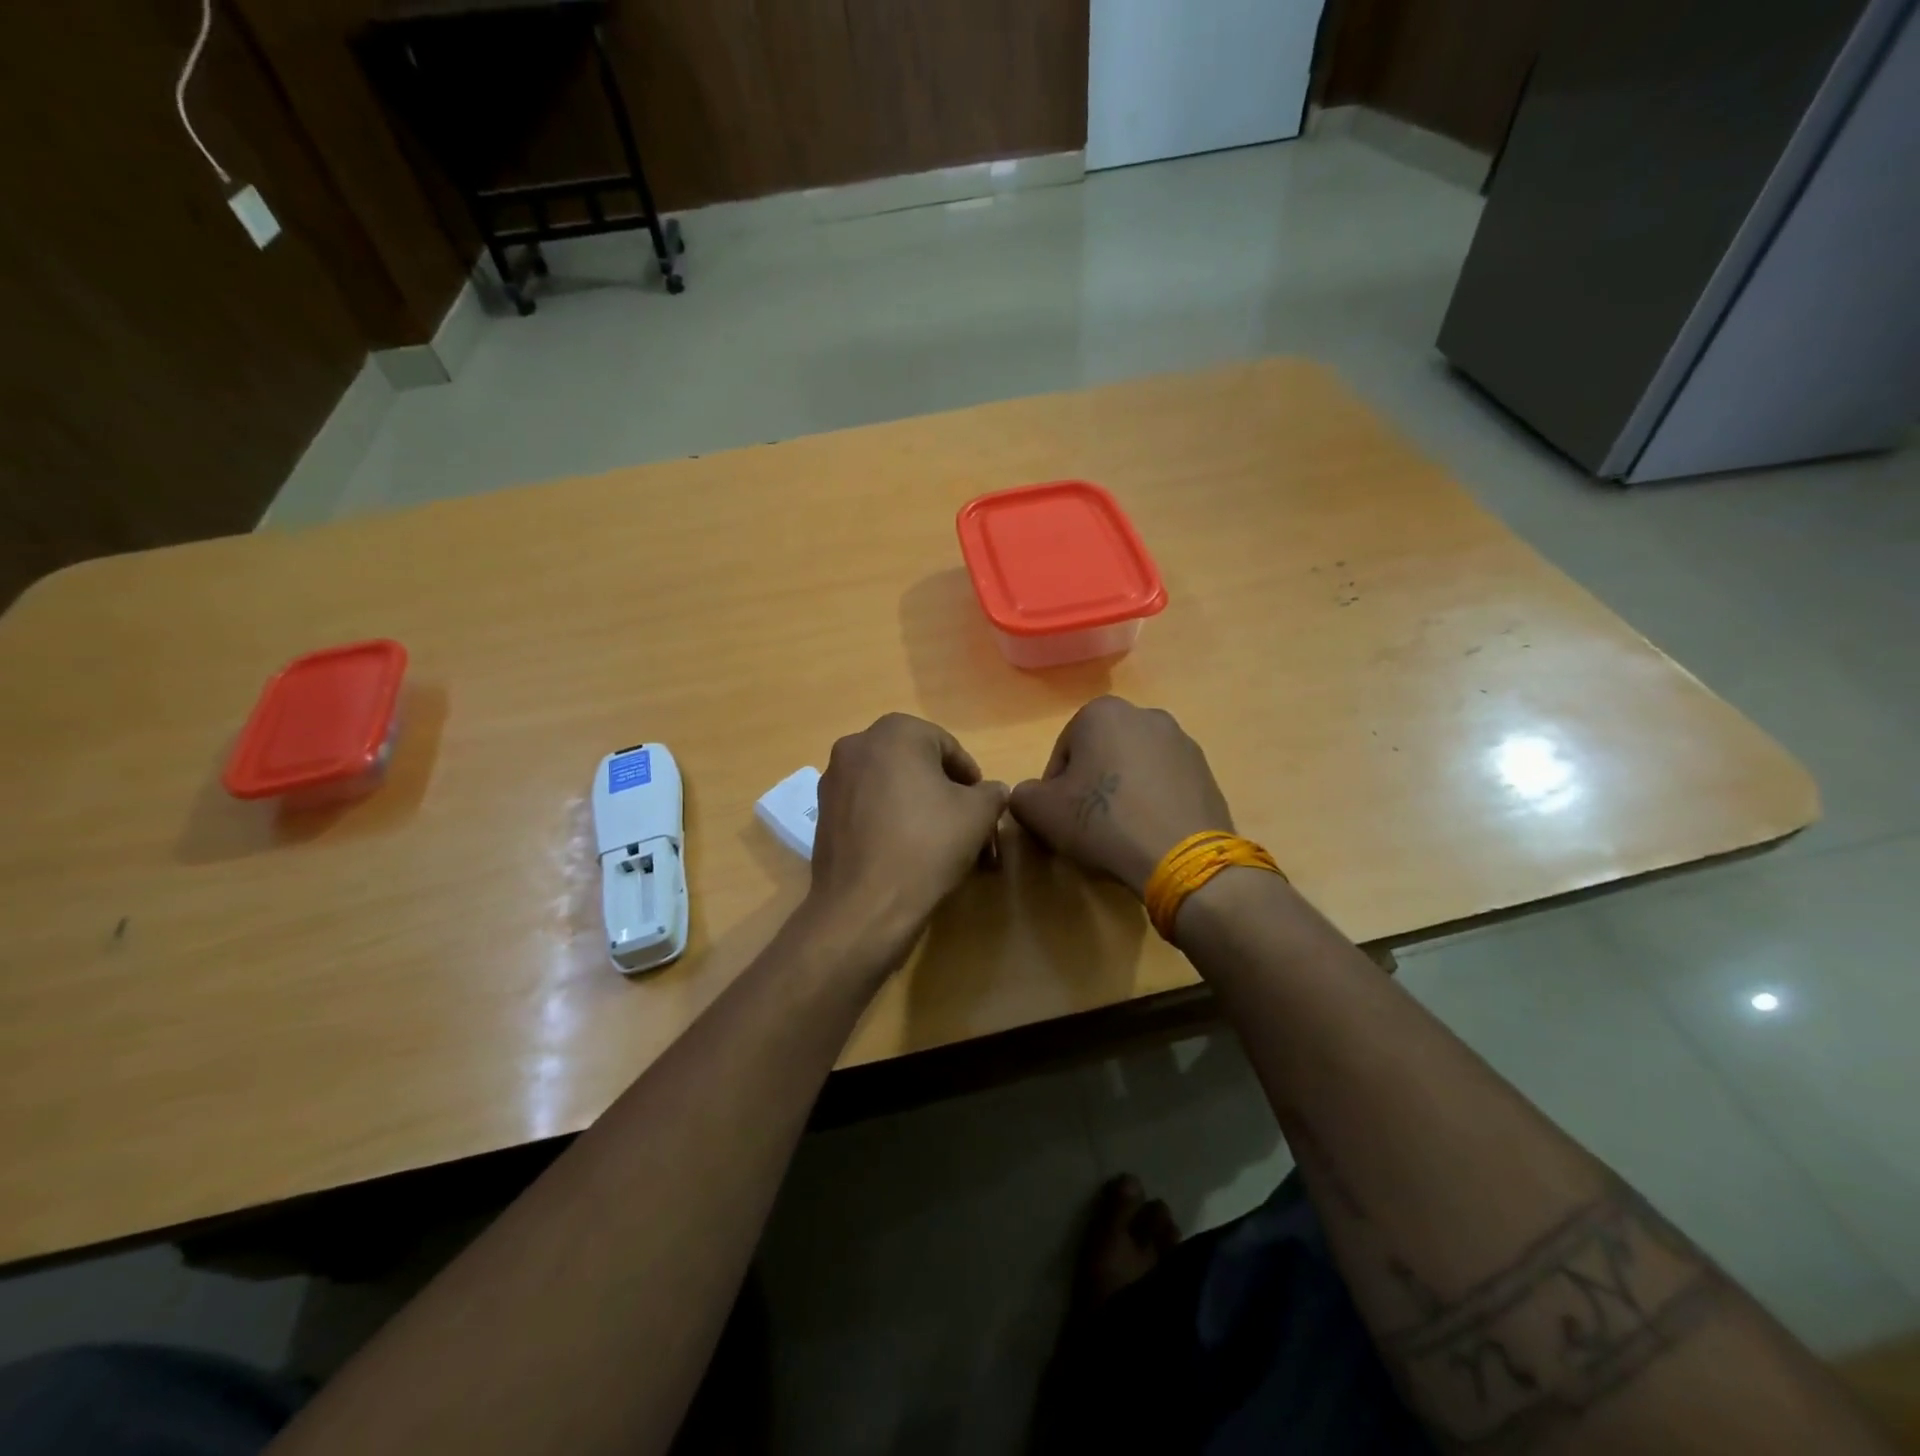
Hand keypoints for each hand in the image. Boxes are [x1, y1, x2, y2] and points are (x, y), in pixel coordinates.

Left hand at [806, 714, 1007, 952]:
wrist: (864, 906)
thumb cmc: (926, 845)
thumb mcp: (978, 815)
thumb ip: (991, 793)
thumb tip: (993, 791)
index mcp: (895, 732)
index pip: (948, 748)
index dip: (971, 780)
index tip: (984, 810)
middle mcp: (858, 745)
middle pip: (917, 766)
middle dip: (946, 795)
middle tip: (967, 829)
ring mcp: (834, 779)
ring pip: (892, 787)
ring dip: (920, 809)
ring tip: (941, 845)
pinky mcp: (823, 813)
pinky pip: (868, 807)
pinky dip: (890, 821)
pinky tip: (907, 853)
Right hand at [1009, 697, 1233, 896]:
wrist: (1180, 856)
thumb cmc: (1103, 822)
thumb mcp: (1040, 811)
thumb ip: (1023, 795)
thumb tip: (1032, 796)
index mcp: (1102, 712)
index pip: (1063, 753)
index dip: (1055, 789)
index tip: (1060, 818)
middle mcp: (1145, 714)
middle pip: (1101, 755)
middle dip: (1092, 785)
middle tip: (1088, 825)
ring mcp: (1182, 741)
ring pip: (1134, 768)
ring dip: (1123, 793)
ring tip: (1122, 833)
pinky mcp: (1207, 770)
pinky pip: (1165, 784)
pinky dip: (1153, 802)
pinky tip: (1149, 833)